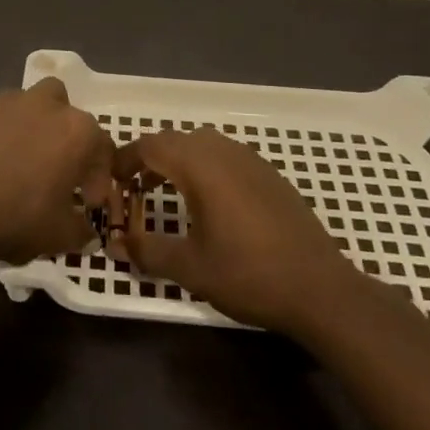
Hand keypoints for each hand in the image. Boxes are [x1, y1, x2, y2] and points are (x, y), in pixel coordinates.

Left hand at [0, 78, 115, 263]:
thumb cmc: (18, 216)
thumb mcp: (59, 236)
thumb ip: (81, 232)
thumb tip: (87, 234)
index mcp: (78, 131)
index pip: (102, 148)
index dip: (98, 177)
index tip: (88, 202)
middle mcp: (48, 105)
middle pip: (69, 114)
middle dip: (70, 138)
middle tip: (60, 172)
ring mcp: (10, 103)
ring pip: (33, 106)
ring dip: (37, 128)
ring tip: (27, 161)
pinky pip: (2, 118)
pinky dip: (5, 134)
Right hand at [110, 127, 361, 333]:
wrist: (321, 289)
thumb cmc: (249, 274)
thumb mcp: (190, 267)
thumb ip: (148, 251)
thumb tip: (116, 244)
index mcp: (200, 166)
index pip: (150, 145)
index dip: (124, 159)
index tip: (109, 180)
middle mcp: (224, 152)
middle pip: (175, 140)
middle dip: (148, 158)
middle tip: (131, 188)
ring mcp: (251, 161)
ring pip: (202, 145)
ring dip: (177, 161)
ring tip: (164, 191)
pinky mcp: (270, 175)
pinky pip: (225, 157)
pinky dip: (203, 168)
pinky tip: (207, 202)